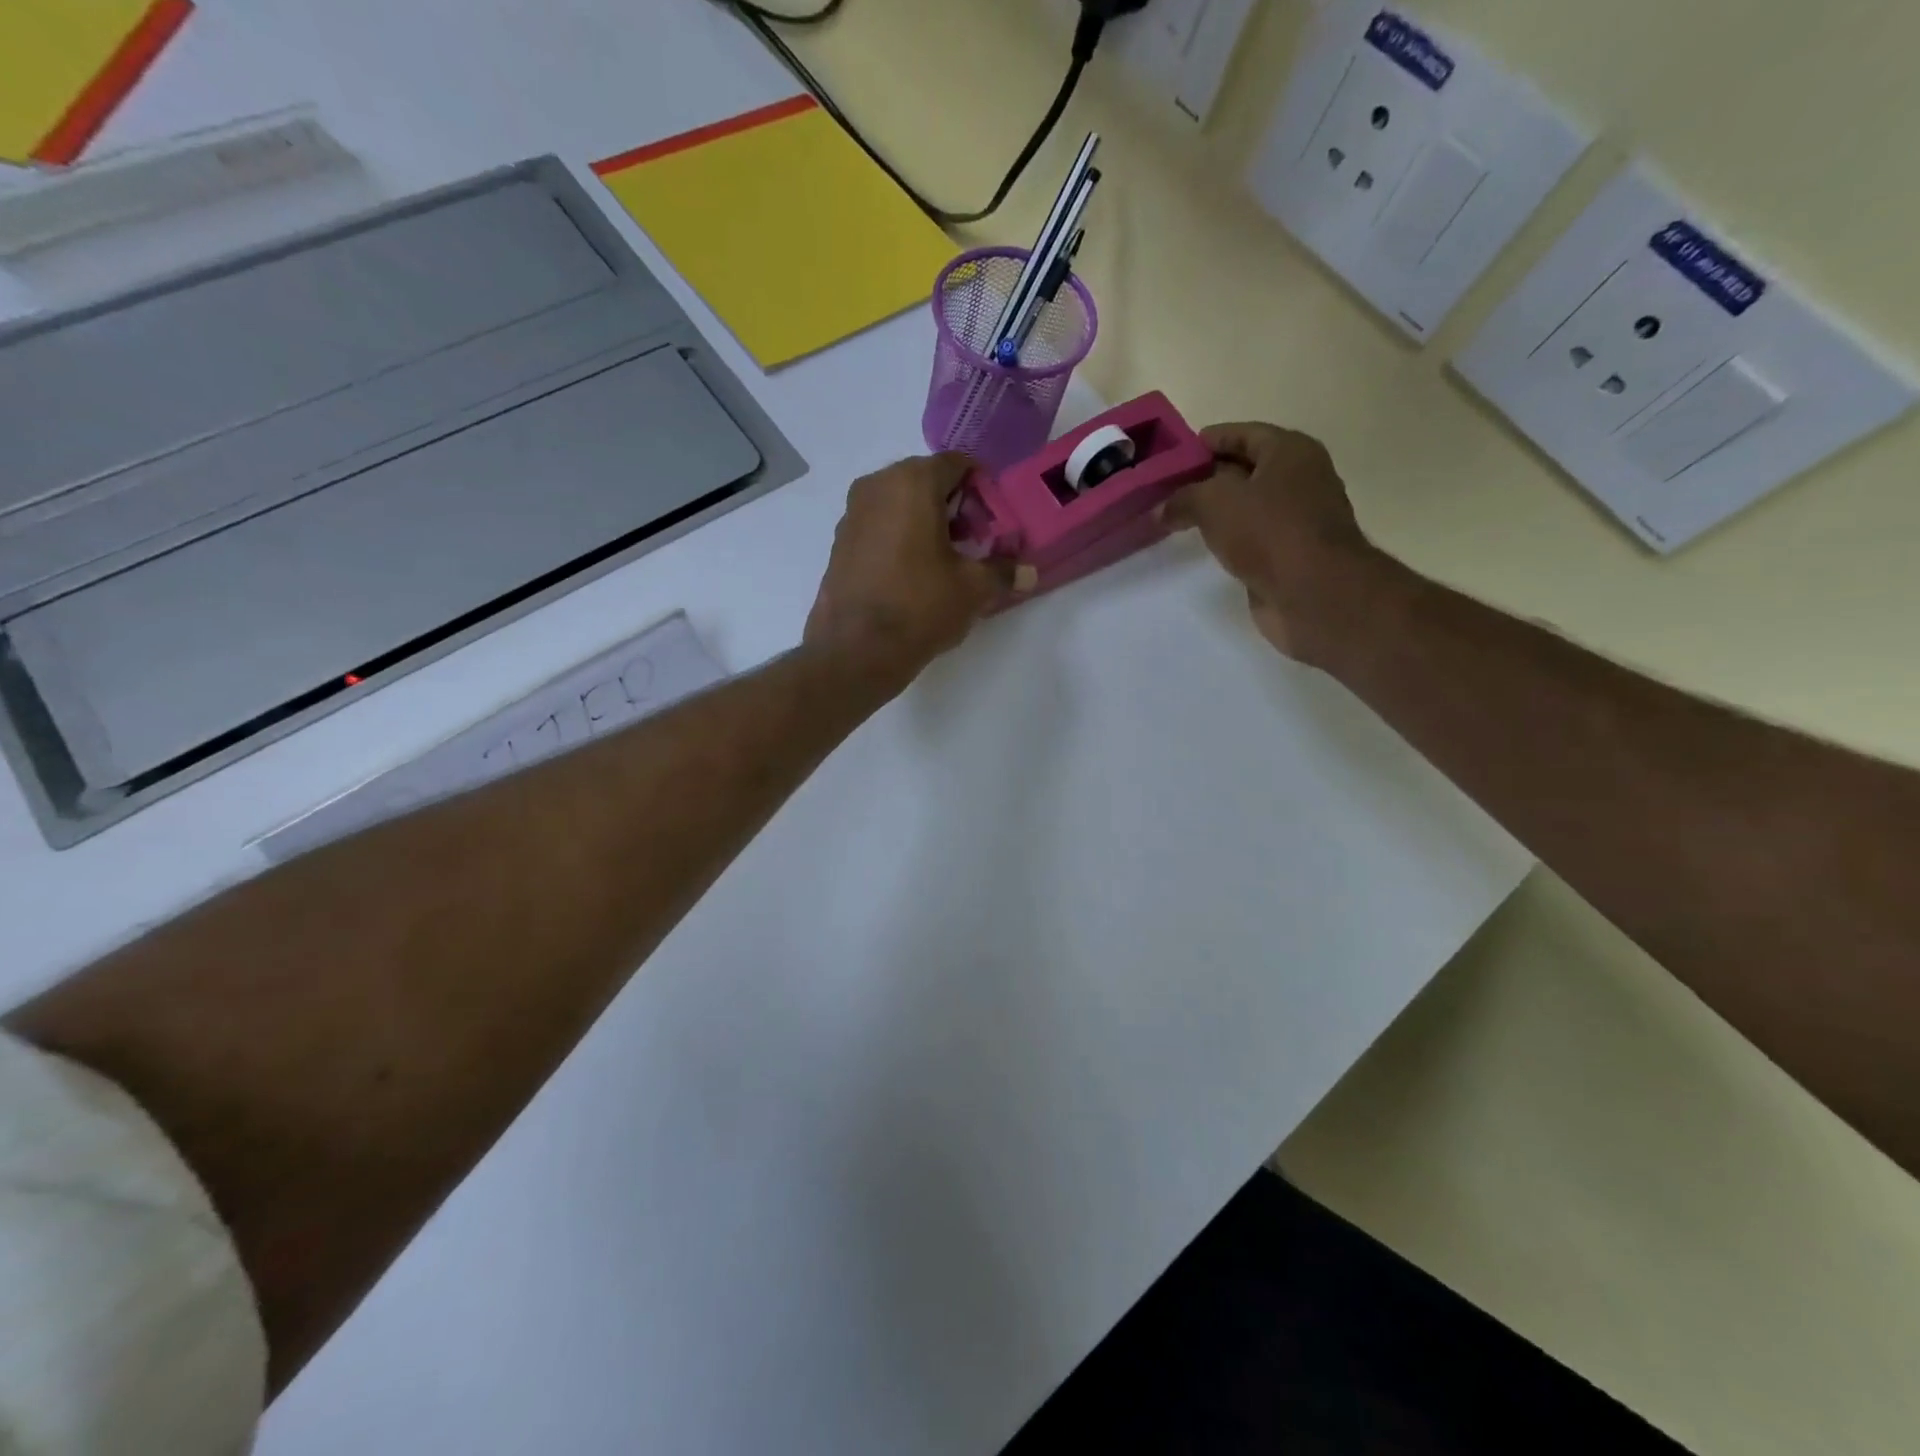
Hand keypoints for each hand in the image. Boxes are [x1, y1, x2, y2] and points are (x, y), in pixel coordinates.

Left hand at [805, 453, 1011, 689]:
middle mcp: (876, 485)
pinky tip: (913, 573)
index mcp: (912, 482)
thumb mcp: (973, 589)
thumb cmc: (920, 607)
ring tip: (945, 560)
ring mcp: (852, 513)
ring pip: (900, 503)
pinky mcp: (840, 542)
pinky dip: (900, 537)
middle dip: (954, 506)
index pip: (957, 465)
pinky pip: (879, 526)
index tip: (994, 521)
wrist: (857, 650)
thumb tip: (1029, 573)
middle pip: (926, 481)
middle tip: (973, 542)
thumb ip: (1003, 572)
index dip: (982, 489)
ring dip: (926, 522)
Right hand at [1166, 423, 1389, 665]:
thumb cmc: (1268, 531)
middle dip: (1209, 476)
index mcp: (1290, 451)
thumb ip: (1182, 499)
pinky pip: (1253, 536)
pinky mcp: (1292, 554)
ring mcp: (1299, 518)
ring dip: (1219, 511)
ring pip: (1249, 505)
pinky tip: (1206, 545)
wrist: (1313, 592)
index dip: (1209, 440)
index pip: (1243, 434)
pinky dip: (1230, 538)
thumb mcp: (1213, 502)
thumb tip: (1161, 510)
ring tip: (1180, 517)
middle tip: (1169, 486)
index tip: (1176, 453)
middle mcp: (1300, 478)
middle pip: (1247, 469)